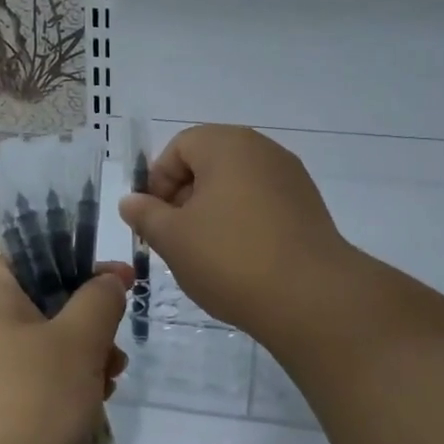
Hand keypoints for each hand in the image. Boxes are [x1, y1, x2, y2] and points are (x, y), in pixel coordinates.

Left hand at [0, 245, 131, 443]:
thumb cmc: (28, 402)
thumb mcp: (77, 342)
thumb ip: (99, 299)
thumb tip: (109, 278)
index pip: (13, 239)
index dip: (59, 241)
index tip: (100, 264)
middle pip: (34, 290)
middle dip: (83, 308)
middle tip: (116, 326)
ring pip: (37, 337)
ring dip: (80, 349)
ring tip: (113, 373)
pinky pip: (29, 375)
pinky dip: (62, 381)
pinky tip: (94, 402)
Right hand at [117, 124, 353, 343]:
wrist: (312, 298)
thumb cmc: (230, 258)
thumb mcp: (173, 238)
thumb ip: (146, 214)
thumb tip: (132, 201)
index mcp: (228, 144)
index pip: (179, 147)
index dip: (158, 181)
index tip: (153, 220)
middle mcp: (263, 150)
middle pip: (209, 163)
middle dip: (184, 198)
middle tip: (174, 239)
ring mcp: (291, 179)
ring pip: (235, 186)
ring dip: (212, 213)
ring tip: (204, 254)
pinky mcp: (308, 209)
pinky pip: (262, 205)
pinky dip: (242, 224)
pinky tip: (238, 261)